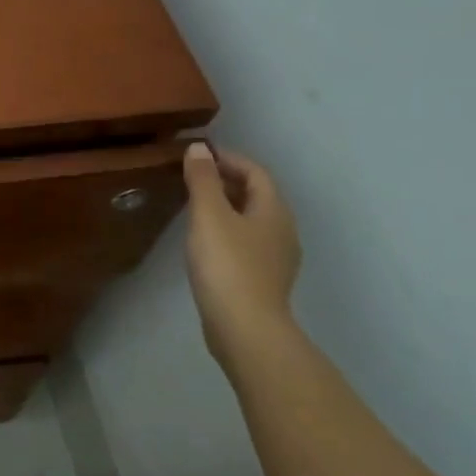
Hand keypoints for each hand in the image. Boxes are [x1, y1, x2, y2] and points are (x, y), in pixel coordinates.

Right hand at [183, 142, 301, 373]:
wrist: (245, 327)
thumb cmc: (227, 265)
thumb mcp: (209, 215)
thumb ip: (203, 180)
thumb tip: (199, 148)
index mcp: (274, 210)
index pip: (255, 172)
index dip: (228, 159)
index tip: (198, 156)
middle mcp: (283, 230)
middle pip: (257, 195)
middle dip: (227, 182)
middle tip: (192, 178)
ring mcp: (277, 258)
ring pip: (252, 220)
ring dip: (227, 207)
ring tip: (194, 207)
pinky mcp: (264, 280)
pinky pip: (247, 242)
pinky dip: (228, 231)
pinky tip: (206, 242)